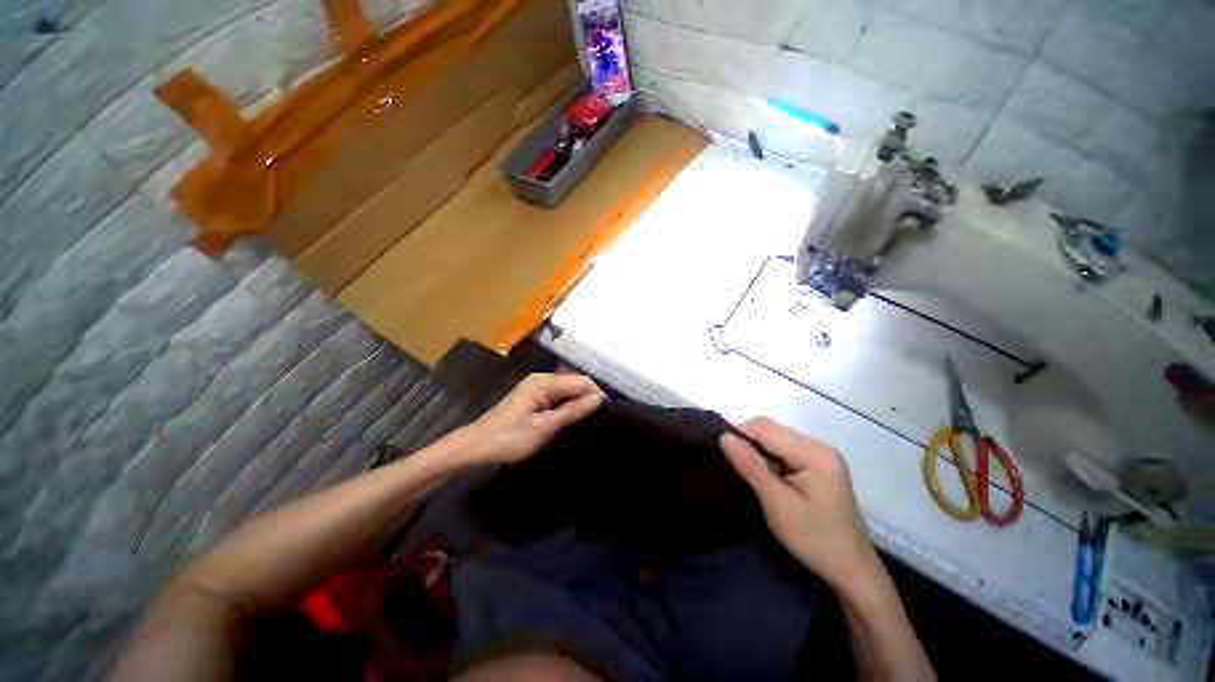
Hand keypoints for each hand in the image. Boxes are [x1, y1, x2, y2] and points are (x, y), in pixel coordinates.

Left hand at [459, 373, 605, 465]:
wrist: (474, 447)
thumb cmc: (509, 438)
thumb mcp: (544, 427)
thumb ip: (572, 411)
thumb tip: (598, 399)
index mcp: (544, 382)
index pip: (581, 381)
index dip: (597, 394)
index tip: (609, 413)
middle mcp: (541, 379)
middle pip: (574, 382)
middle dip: (589, 397)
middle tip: (602, 418)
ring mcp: (535, 386)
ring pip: (566, 389)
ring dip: (579, 401)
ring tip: (591, 419)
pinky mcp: (532, 396)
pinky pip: (557, 395)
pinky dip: (567, 404)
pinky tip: (572, 417)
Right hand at [720, 417, 878, 591]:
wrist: (851, 571)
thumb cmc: (814, 539)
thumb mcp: (777, 504)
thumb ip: (751, 466)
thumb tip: (724, 436)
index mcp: (814, 452)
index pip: (765, 428)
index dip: (740, 436)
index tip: (724, 457)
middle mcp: (819, 445)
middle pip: (770, 429)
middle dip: (748, 442)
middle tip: (736, 469)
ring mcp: (820, 454)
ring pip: (775, 437)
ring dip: (757, 450)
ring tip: (749, 473)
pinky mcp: (818, 463)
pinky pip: (783, 448)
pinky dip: (768, 457)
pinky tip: (766, 475)